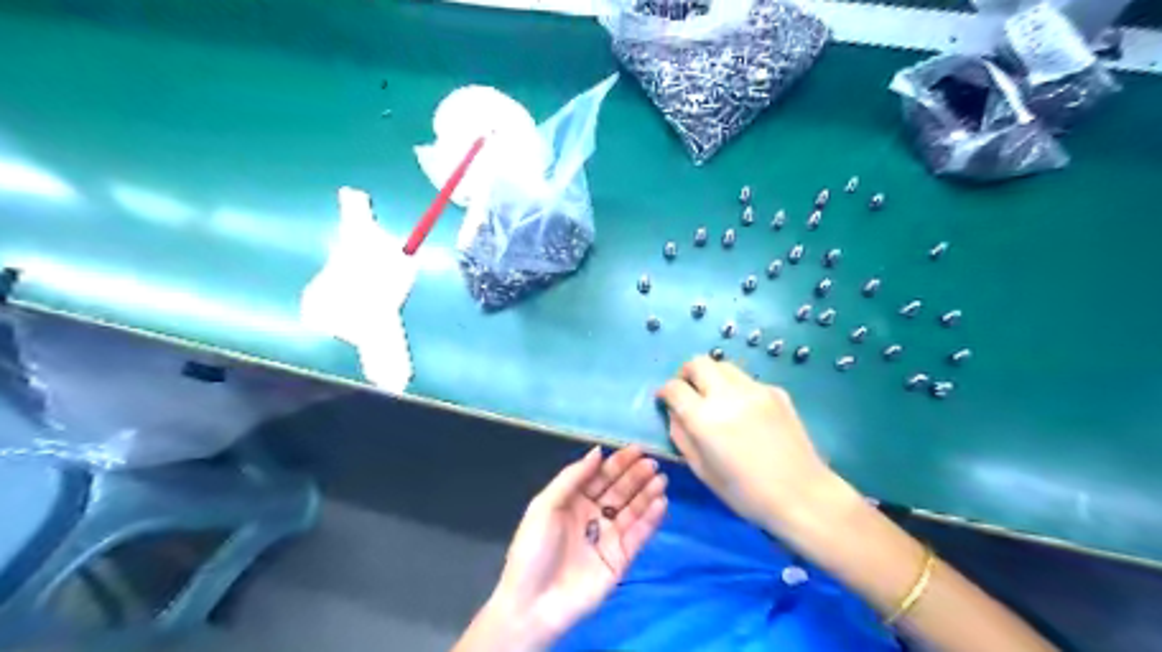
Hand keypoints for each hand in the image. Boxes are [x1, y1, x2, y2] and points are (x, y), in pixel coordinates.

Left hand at [485, 443, 661, 647]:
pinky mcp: (620, 559)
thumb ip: (572, 477)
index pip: (601, 476)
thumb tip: (598, 451)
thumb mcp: (545, 505)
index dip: (618, 462)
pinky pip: (638, 536)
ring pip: (632, 510)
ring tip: (661, 479)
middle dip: (635, 476)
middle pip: (619, 491)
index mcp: (574, 501)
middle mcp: (593, 515)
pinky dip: (650, 520)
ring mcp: (609, 537)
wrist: (532, 603)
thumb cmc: (533, 549)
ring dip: (647, 494)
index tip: (637, 449)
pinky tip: (660, 503)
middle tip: (652, 463)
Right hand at [658, 357, 839, 534]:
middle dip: (686, 373)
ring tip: (715, 398)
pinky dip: (736, 388)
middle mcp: (727, 395)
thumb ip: (681, 436)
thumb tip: (674, 413)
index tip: (665, 400)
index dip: (665, 392)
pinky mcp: (776, 391)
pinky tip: (744, 411)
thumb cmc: (746, 493)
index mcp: (704, 419)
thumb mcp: (702, 470)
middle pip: (698, 363)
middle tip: (688, 392)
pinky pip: (747, 380)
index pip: (674, 387)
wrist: (802, 495)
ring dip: (712, 377)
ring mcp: (755, 390)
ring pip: (723, 365)